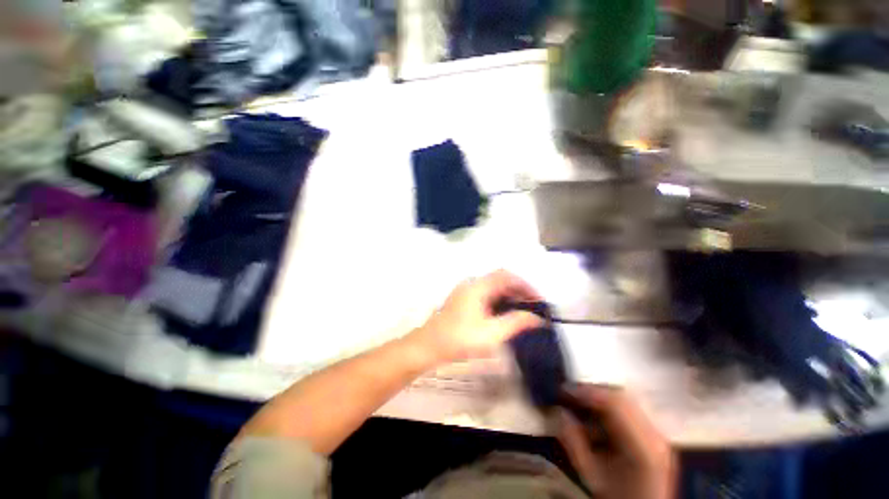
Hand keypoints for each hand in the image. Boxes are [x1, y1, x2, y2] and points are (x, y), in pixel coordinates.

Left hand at [407, 270, 544, 364]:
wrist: (429, 345)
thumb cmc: (460, 339)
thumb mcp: (491, 333)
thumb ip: (515, 323)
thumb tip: (536, 318)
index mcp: (478, 286)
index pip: (507, 276)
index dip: (525, 285)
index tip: (538, 300)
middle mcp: (472, 283)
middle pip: (500, 279)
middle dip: (519, 290)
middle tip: (533, 307)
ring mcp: (466, 290)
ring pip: (493, 286)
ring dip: (509, 295)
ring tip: (523, 311)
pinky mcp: (463, 298)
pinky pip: (486, 293)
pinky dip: (499, 299)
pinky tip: (504, 313)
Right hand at [557, 385, 676, 498]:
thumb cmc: (616, 497)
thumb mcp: (591, 474)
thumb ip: (573, 442)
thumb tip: (559, 412)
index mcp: (643, 446)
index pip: (615, 403)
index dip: (587, 391)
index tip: (564, 389)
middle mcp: (656, 435)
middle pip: (622, 398)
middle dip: (592, 392)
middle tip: (569, 393)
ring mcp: (658, 434)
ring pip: (626, 402)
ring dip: (600, 399)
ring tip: (579, 403)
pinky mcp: (655, 436)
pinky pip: (630, 411)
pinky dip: (610, 408)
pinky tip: (596, 417)